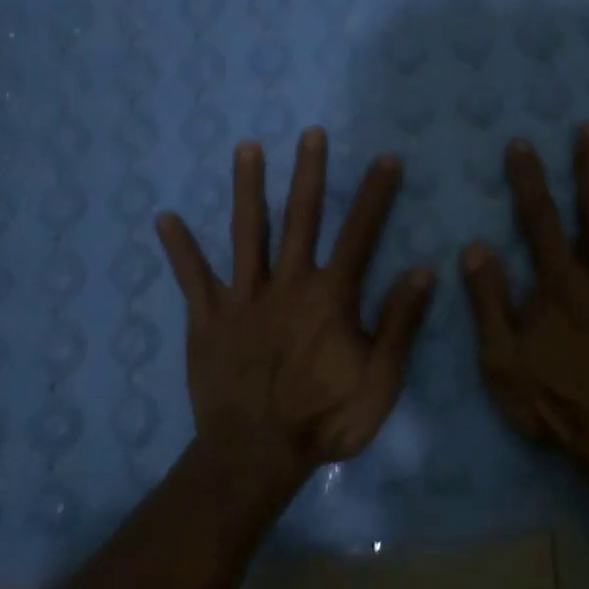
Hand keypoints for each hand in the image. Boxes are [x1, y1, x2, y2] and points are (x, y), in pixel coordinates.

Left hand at [155, 128, 434, 483]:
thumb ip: (400, 323)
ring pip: (247, 233)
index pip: (360, 234)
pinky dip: (180, 249)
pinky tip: (165, 218)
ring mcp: (244, 298)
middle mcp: (288, 284)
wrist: (255, 455)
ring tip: (246, 148)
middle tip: (310, 133)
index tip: (385, 158)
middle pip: (301, 218)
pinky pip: (193, 278)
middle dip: (309, 173)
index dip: (376, 196)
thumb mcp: (380, 379)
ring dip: (248, 189)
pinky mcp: (208, 318)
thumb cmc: (324, 419)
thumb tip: (423, 270)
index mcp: (331, 296)